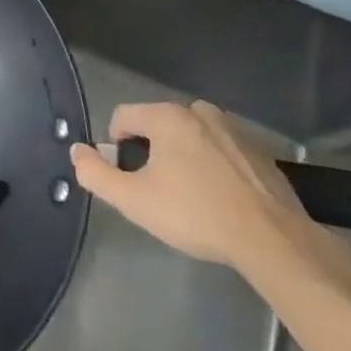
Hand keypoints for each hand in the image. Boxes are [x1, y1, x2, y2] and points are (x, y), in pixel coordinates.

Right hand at [70, 100, 309, 269]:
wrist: (273, 240)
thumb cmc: (196, 214)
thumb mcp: (134, 201)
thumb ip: (96, 173)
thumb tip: (76, 150)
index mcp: (166, 116)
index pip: (122, 118)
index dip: (117, 149)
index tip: (132, 181)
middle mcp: (198, 110)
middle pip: (156, 126)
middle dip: (152, 154)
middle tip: (162, 193)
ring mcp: (232, 127)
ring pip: (189, 138)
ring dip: (183, 159)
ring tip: (193, 199)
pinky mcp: (258, 149)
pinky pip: (219, 150)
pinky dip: (213, 167)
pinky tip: (222, 200)